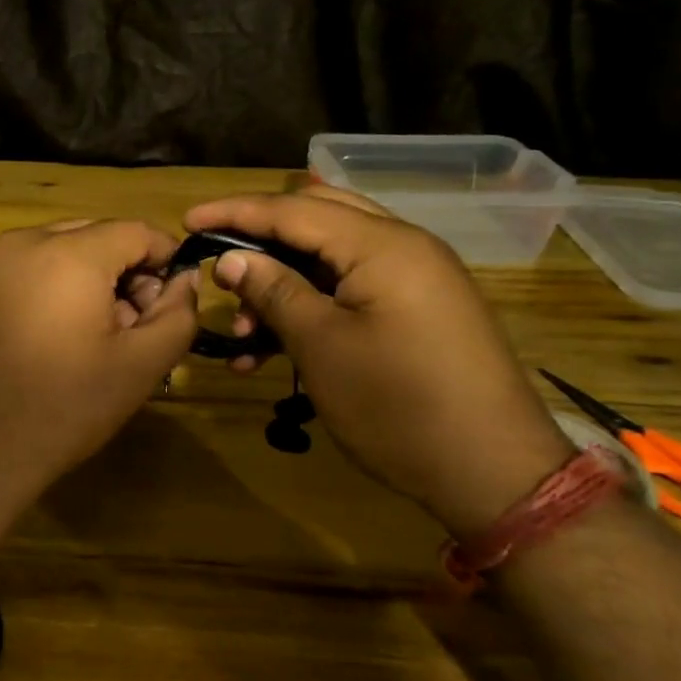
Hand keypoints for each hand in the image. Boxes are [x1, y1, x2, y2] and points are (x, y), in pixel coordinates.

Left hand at [0, 220, 198, 509]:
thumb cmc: (62, 407)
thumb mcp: (140, 366)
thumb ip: (178, 314)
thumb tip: (184, 281)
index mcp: (69, 252)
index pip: (137, 231)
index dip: (169, 260)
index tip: (176, 301)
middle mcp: (26, 242)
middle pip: (99, 237)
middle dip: (129, 273)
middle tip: (138, 327)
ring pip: (65, 252)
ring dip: (95, 282)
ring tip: (102, 339)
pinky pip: (33, 271)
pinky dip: (60, 290)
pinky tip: (62, 340)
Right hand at [185, 186, 572, 537]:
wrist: (492, 472)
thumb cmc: (397, 405)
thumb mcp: (322, 346)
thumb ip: (274, 291)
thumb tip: (231, 258)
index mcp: (382, 245)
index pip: (293, 209)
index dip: (236, 213)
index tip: (187, 222)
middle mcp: (403, 247)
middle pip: (316, 221)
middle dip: (260, 241)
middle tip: (217, 264)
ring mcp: (415, 279)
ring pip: (331, 260)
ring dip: (282, 284)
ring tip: (242, 332)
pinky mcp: (418, 311)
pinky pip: (352, 291)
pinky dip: (312, 307)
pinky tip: (275, 347)